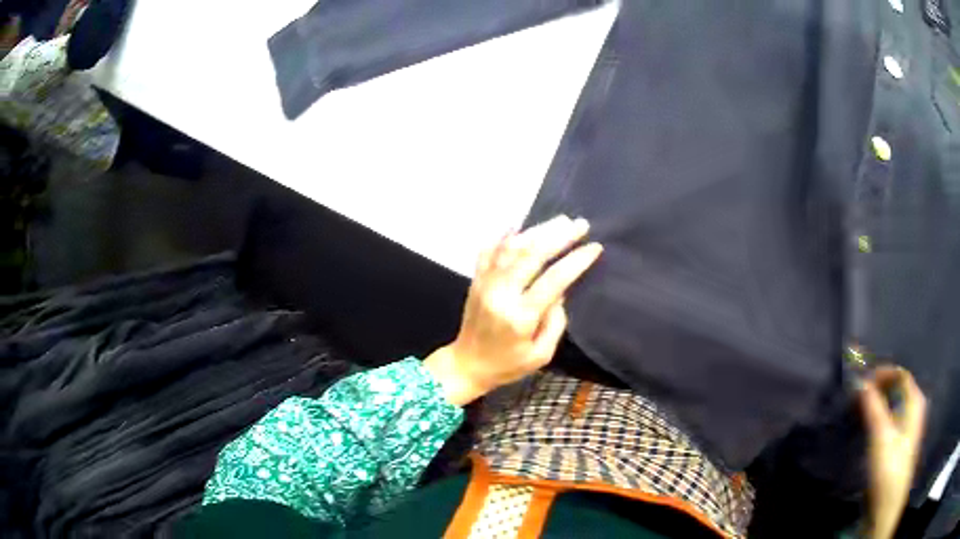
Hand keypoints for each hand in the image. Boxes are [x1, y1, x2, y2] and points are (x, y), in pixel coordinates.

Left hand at [424, 215, 602, 405]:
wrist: (466, 365)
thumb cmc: (508, 365)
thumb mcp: (541, 354)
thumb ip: (555, 323)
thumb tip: (560, 291)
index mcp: (521, 317)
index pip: (553, 280)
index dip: (576, 261)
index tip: (594, 247)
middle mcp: (501, 294)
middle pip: (531, 255)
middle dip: (559, 236)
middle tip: (581, 224)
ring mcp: (485, 284)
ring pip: (511, 248)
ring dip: (537, 231)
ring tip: (560, 221)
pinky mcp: (475, 280)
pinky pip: (488, 251)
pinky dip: (503, 235)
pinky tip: (519, 224)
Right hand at [859, 366, 927, 538]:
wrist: (887, 506)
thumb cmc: (888, 469)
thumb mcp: (881, 437)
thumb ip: (873, 407)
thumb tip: (860, 381)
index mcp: (915, 401)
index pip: (900, 375)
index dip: (882, 373)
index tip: (861, 382)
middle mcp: (914, 409)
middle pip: (897, 388)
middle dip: (877, 389)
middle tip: (857, 397)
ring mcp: (907, 427)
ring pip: (893, 405)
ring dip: (876, 403)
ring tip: (858, 411)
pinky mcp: (899, 443)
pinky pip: (890, 419)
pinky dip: (878, 417)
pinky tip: (867, 426)